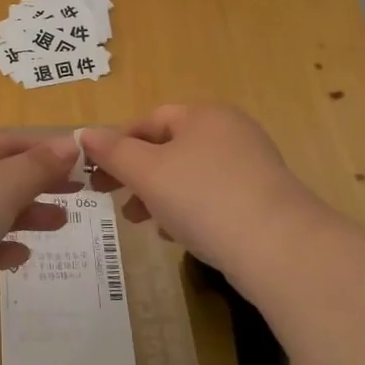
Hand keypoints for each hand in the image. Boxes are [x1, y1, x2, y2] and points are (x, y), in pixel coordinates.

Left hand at [0, 128, 79, 278]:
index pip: (5, 140)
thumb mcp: (4, 185)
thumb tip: (70, 144)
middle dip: (38, 186)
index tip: (78, 164)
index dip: (43, 151)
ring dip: (23, 216)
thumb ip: (39, 166)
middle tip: (77, 196)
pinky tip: (20, 257)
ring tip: (59, 225)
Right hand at [81, 104, 324, 278]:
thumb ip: (113, 151)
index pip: (150, 120)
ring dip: (160, 196)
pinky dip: (190, 211)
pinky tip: (178, 236)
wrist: (280, 248)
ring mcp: (252, 166)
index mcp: (203, 115)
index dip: (118, 143)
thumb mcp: (147, 172)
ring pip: (190, 175)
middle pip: (170, 148)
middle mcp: (230, 132)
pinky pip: (214, 197)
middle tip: (113, 200)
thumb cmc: (203, 197)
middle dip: (137, 175)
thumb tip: (84, 133)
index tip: (96, 172)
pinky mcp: (264, 200)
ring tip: (143, 224)